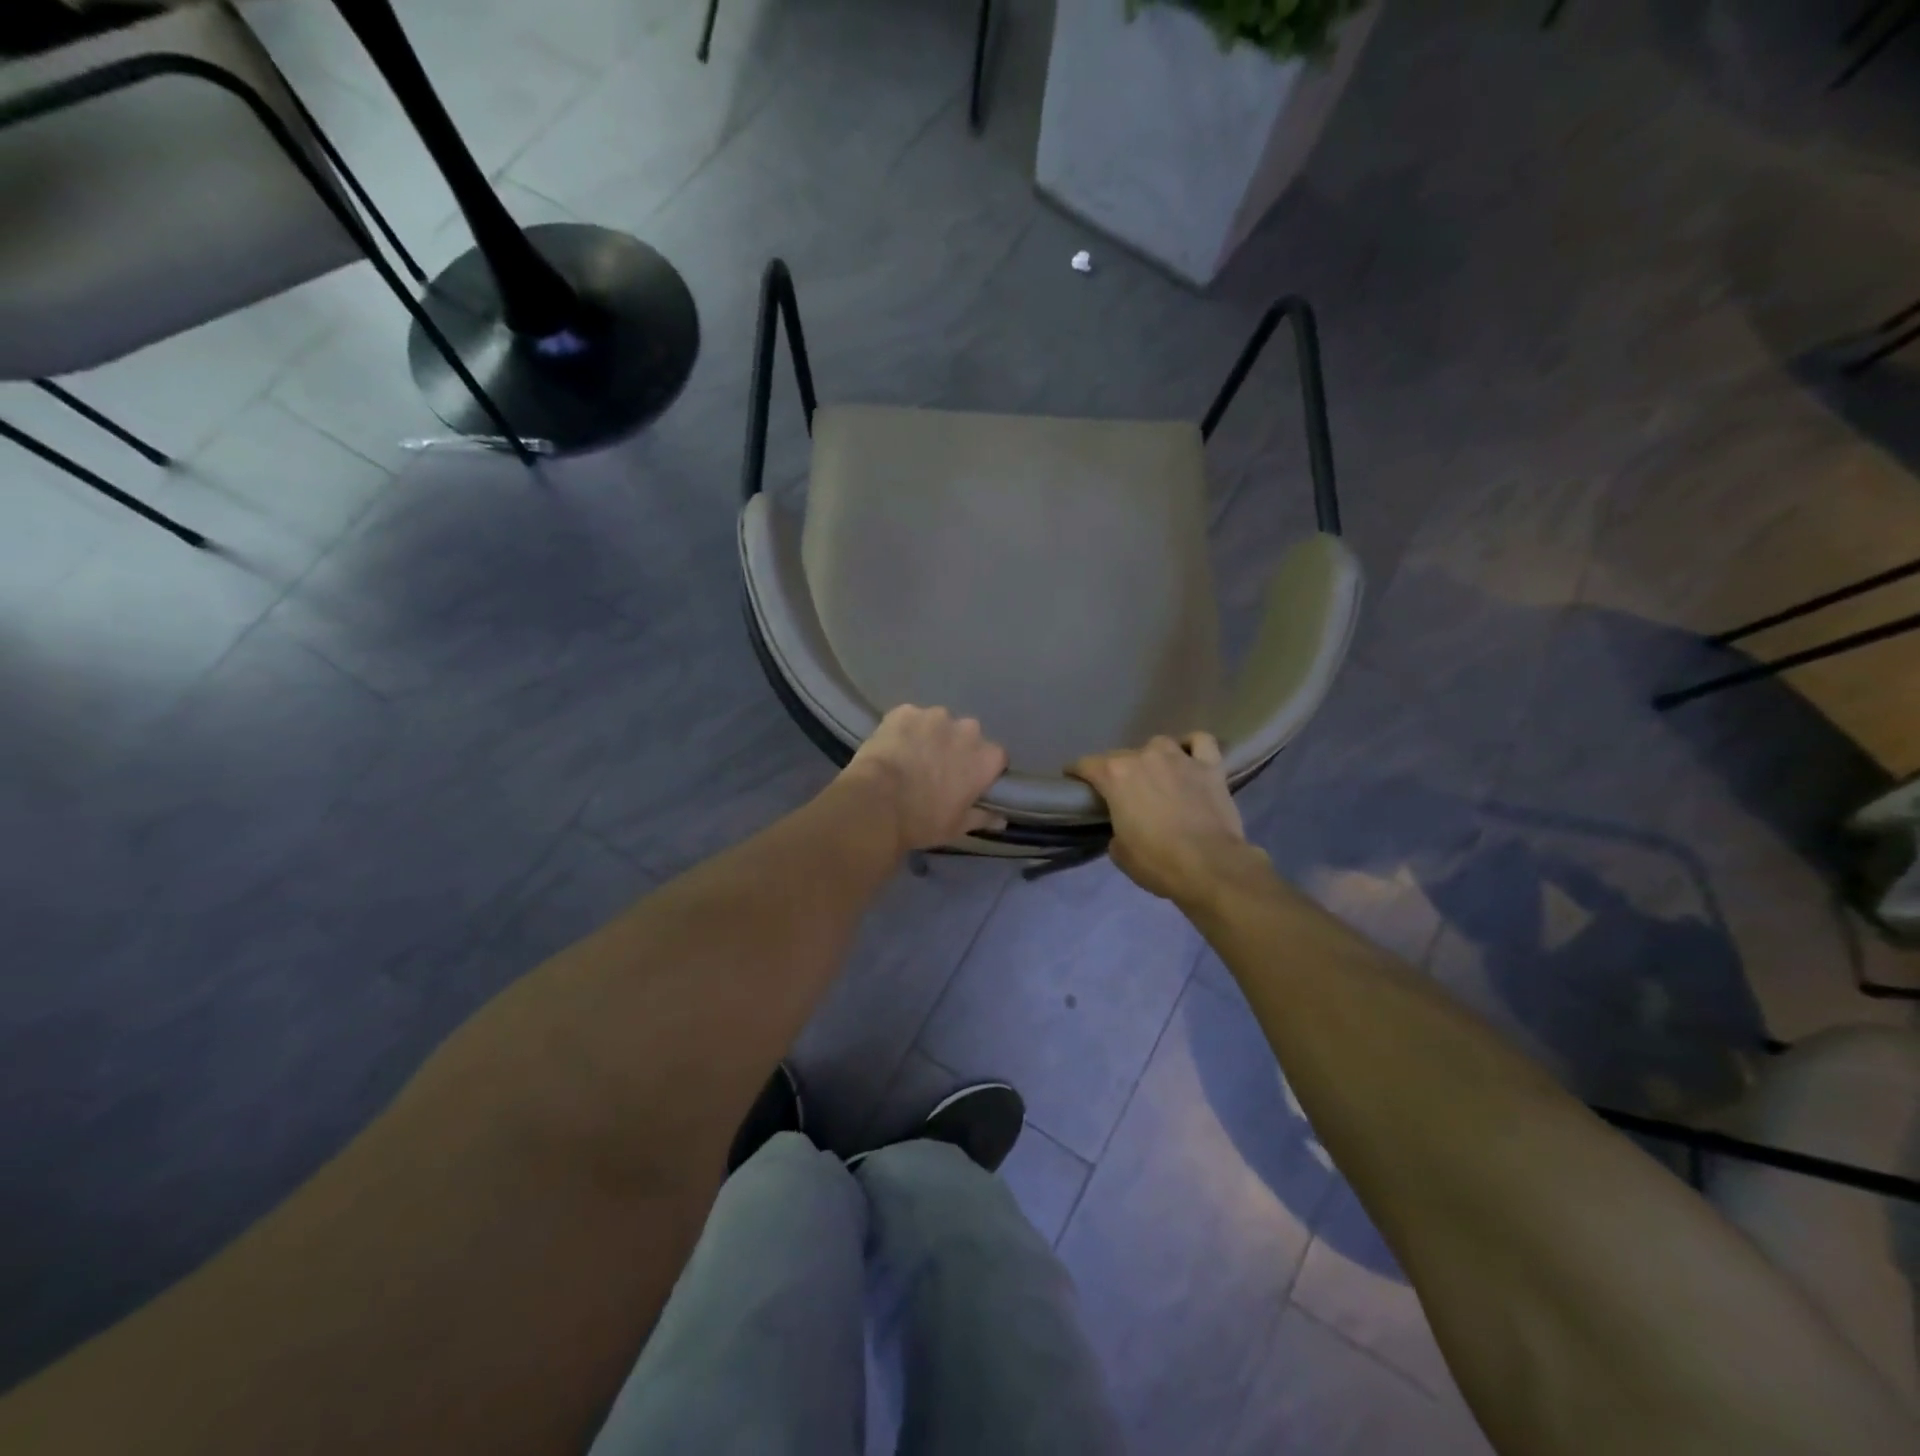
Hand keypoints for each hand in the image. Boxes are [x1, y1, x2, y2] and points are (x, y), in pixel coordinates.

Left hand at [842, 706, 1008, 852]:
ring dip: (930, 735)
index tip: (967, 781)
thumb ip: (983, 817)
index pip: (994, 757)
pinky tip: (892, 747)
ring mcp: (935, 716)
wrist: (877, 804)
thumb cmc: (923, 820)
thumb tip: (1001, 819)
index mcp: (986, 757)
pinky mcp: (905, 711)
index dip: (980, 769)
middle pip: (967, 735)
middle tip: (937, 768)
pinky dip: (904, 729)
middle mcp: (968, 729)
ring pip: (938, 723)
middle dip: (956, 747)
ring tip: (910, 756)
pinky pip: (910, 718)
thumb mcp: (957, 827)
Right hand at [1070, 734, 1264, 903]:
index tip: (1074, 779)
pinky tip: (1190, 757)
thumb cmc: (1157, 862)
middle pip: (1121, 755)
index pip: (1086, 765)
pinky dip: (1192, 746)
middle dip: (1116, 771)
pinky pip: (1200, 742)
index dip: (1077, 772)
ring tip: (1157, 773)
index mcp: (1115, 776)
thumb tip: (1126, 826)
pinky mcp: (1210, 766)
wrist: (1209, 866)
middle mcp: (1144, 757)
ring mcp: (1180, 758)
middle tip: (1121, 791)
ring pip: (1159, 744)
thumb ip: (1116, 828)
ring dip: (1153, 757)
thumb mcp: (1119, 851)